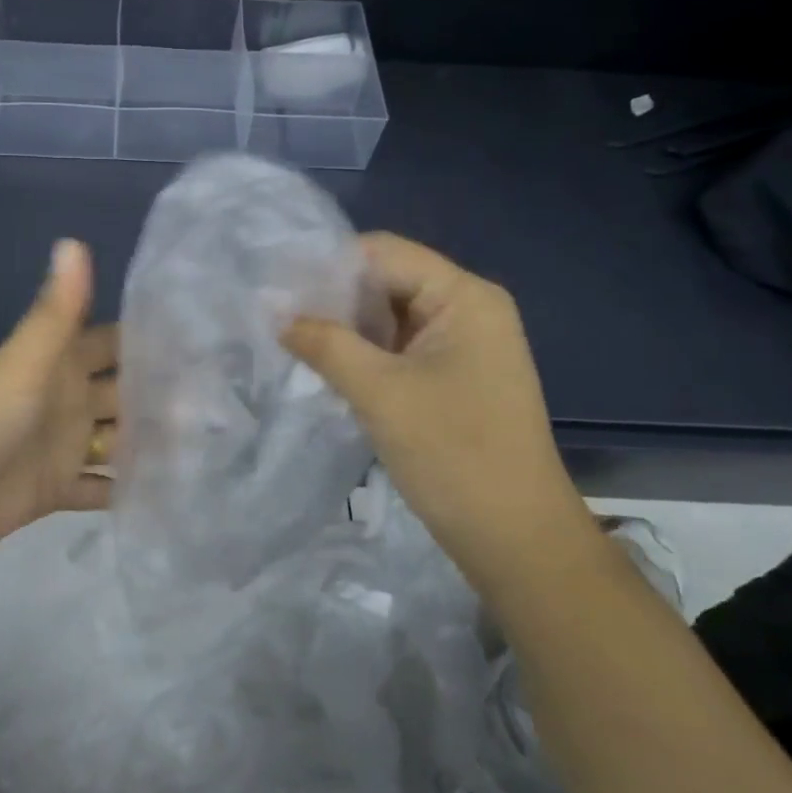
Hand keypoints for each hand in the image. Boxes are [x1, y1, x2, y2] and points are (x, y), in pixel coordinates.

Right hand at [283, 233, 591, 581]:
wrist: (516, 539)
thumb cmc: (454, 454)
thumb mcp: (379, 392)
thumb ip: (324, 343)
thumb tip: (275, 313)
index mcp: (463, 296)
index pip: (384, 252)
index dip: (328, 264)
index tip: (277, 285)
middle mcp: (468, 308)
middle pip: (387, 280)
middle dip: (333, 297)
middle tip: (276, 314)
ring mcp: (463, 344)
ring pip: (389, 316)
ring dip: (345, 327)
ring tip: (290, 337)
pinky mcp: (454, 375)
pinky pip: (399, 347)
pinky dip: (363, 352)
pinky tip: (325, 364)